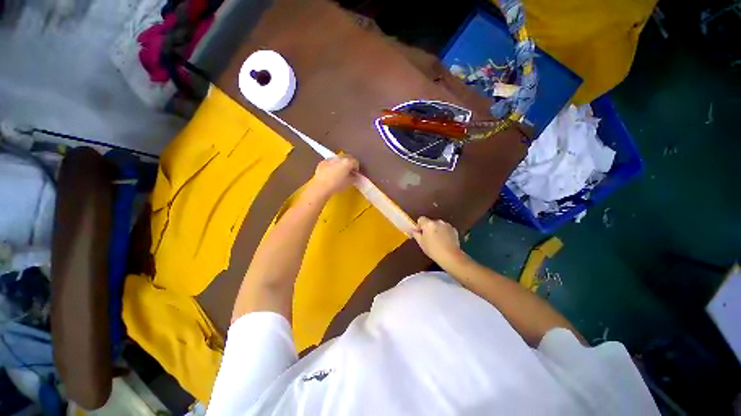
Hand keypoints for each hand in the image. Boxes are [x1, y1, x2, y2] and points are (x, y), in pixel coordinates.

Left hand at [306, 155, 359, 199]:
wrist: (321, 187)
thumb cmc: (337, 185)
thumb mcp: (349, 183)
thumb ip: (353, 177)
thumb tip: (354, 176)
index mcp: (347, 162)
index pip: (355, 162)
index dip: (356, 167)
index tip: (355, 173)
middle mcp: (339, 158)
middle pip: (347, 157)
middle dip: (349, 163)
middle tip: (349, 171)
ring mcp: (330, 159)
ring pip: (338, 159)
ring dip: (340, 163)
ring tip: (340, 171)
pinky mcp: (323, 162)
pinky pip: (330, 162)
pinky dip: (332, 165)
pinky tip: (331, 172)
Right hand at [412, 216, 467, 268]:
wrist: (450, 256)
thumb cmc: (433, 250)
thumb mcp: (421, 243)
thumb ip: (416, 234)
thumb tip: (414, 230)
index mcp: (428, 224)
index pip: (421, 219)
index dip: (419, 225)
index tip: (419, 233)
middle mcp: (438, 222)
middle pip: (430, 222)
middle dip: (428, 228)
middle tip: (428, 238)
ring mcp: (447, 225)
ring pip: (438, 225)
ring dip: (436, 230)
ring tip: (437, 241)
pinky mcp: (454, 230)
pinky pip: (446, 229)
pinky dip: (444, 233)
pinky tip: (444, 242)